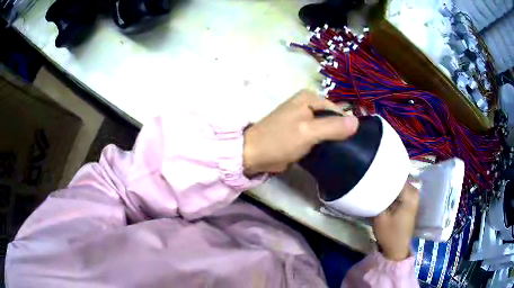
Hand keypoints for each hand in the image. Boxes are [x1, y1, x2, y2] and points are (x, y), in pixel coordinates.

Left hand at [243, 90, 357, 175]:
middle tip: (347, 150)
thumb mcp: (308, 132)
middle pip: (333, 118)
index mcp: (309, 98)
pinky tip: (329, 153)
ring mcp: (303, 118)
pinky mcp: (300, 131)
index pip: (338, 110)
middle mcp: (307, 104)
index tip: (352, 143)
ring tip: (341, 153)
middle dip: (340, 133)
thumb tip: (357, 122)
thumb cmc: (280, 140)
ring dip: (333, 139)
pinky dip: (324, 143)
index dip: (346, 125)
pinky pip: (319, 135)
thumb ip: (333, 126)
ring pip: (327, 128)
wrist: (254, 154)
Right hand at [372, 182, 419, 260]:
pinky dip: (393, 192)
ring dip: (390, 186)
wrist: (396, 250)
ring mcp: (414, 199)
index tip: (373, 175)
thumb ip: (377, 199)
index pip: (397, 176)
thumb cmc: (389, 234)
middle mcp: (415, 193)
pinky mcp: (410, 204)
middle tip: (373, 180)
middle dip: (387, 179)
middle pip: (399, 180)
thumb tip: (372, 184)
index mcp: (410, 194)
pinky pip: (402, 191)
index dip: (385, 175)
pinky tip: (384, 195)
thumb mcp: (380, 216)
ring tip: (377, 186)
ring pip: (400, 185)